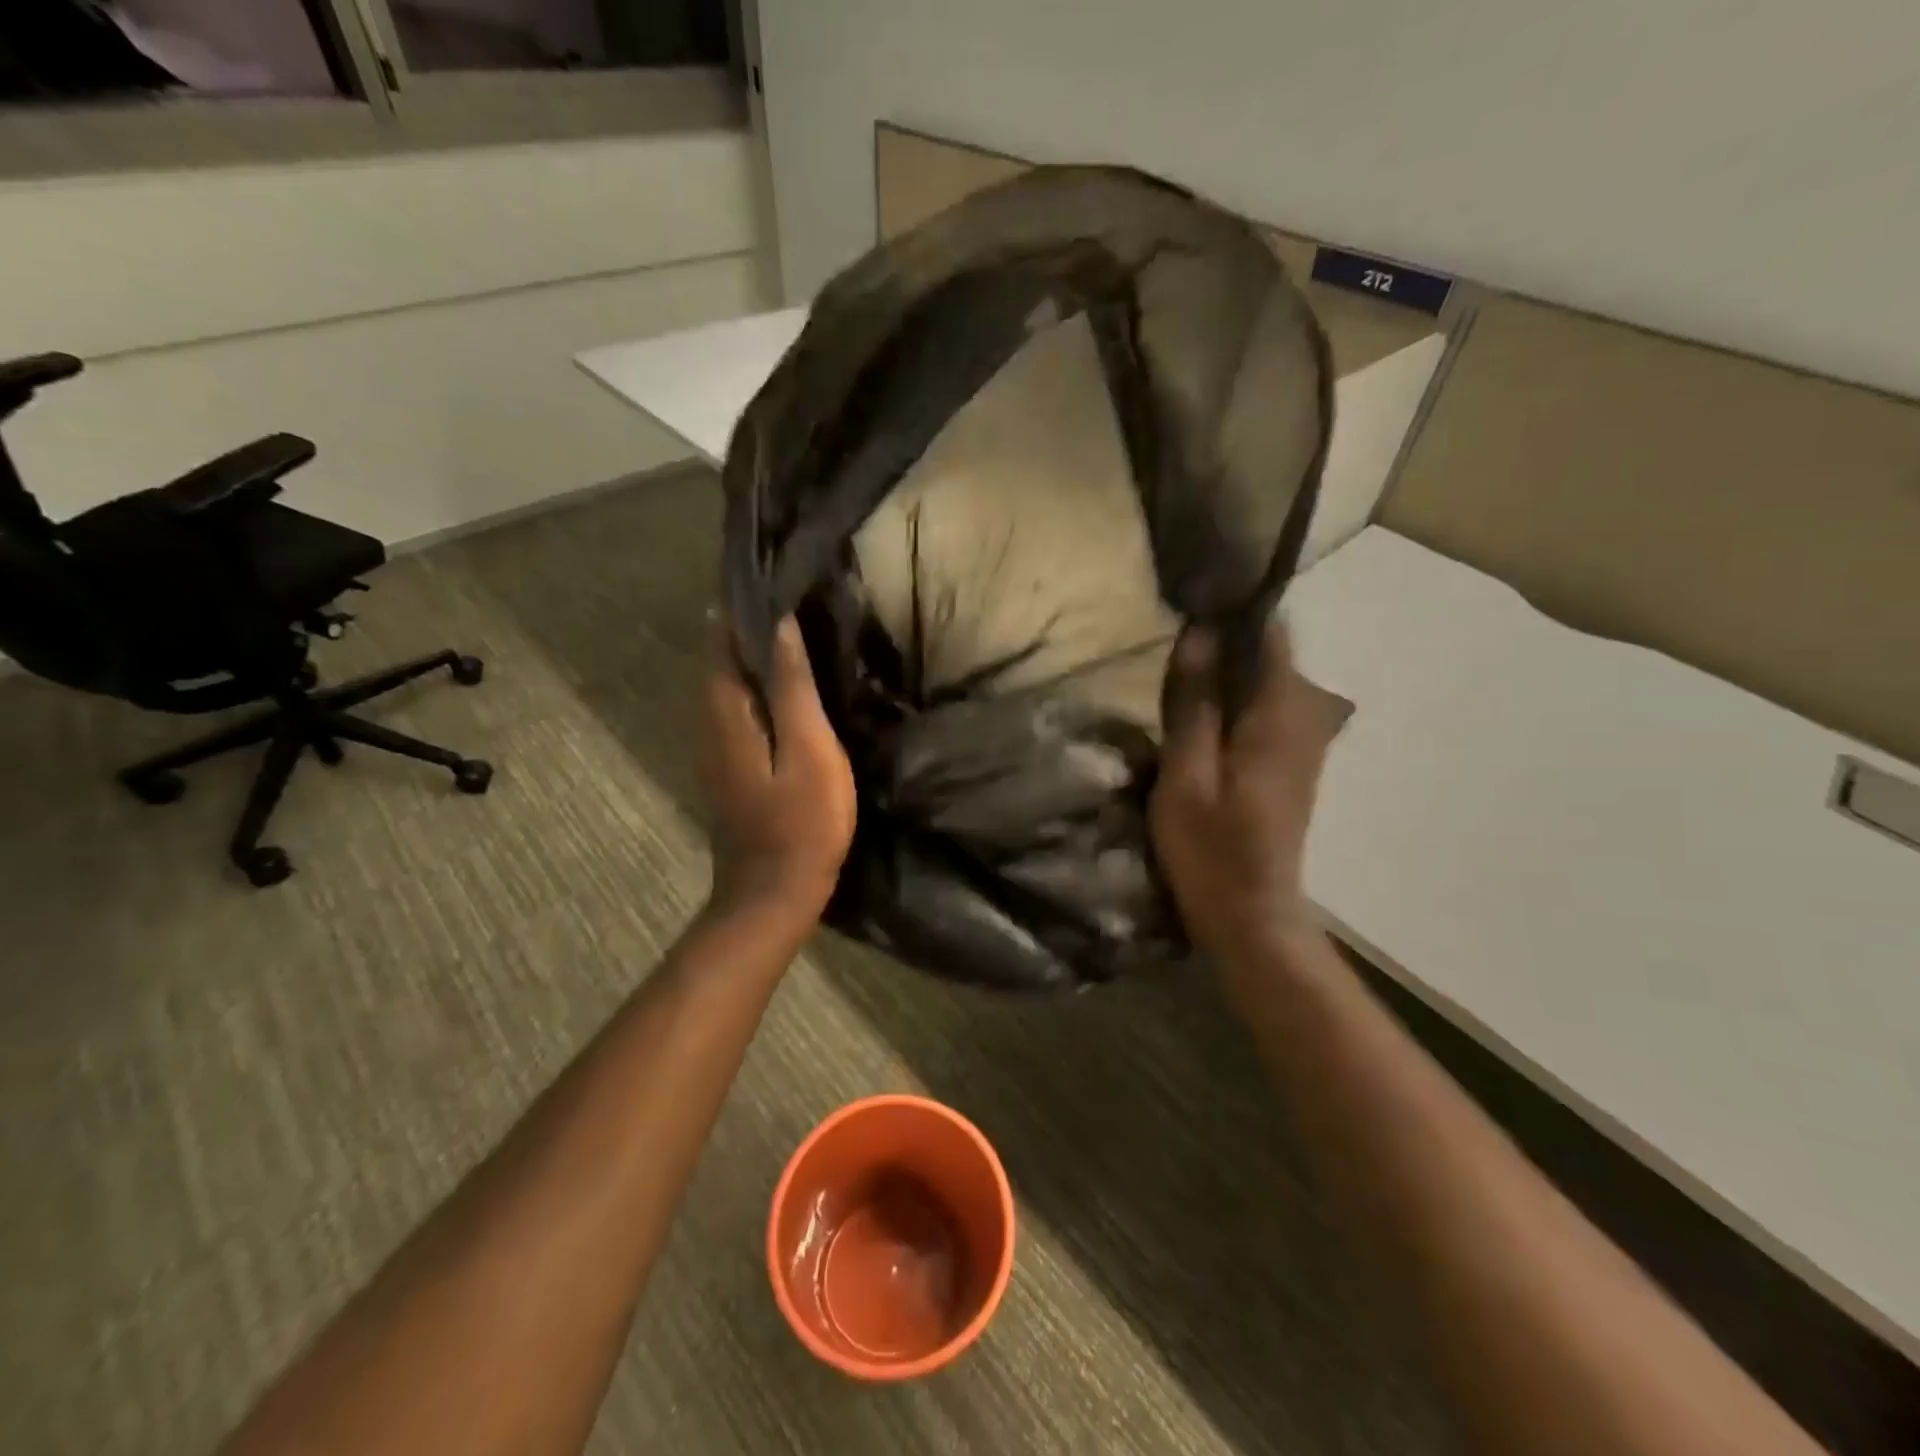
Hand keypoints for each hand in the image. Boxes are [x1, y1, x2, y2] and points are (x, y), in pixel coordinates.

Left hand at [701, 615, 856, 929]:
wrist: (774, 893)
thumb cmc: (802, 821)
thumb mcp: (809, 749)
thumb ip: (792, 687)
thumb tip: (778, 626)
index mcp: (726, 713)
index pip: (721, 642)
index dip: (740, 609)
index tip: (770, 580)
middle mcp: (710, 725)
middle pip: (720, 664)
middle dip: (745, 630)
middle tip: (787, 601)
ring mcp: (716, 752)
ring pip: (727, 690)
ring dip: (750, 660)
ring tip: (790, 636)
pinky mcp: (730, 771)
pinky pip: (737, 714)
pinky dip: (755, 691)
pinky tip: (785, 692)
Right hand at [1150, 621, 1348, 965]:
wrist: (1251, 916)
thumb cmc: (1212, 848)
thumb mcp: (1187, 774)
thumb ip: (1193, 703)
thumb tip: (1199, 633)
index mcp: (1279, 714)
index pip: (1270, 633)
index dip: (1233, 609)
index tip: (1190, 598)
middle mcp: (1301, 719)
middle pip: (1268, 654)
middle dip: (1224, 637)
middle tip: (1171, 634)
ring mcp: (1300, 743)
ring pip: (1264, 682)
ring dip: (1225, 668)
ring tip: (1176, 665)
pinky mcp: (1288, 764)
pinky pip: (1262, 709)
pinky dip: (1232, 697)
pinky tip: (1195, 710)